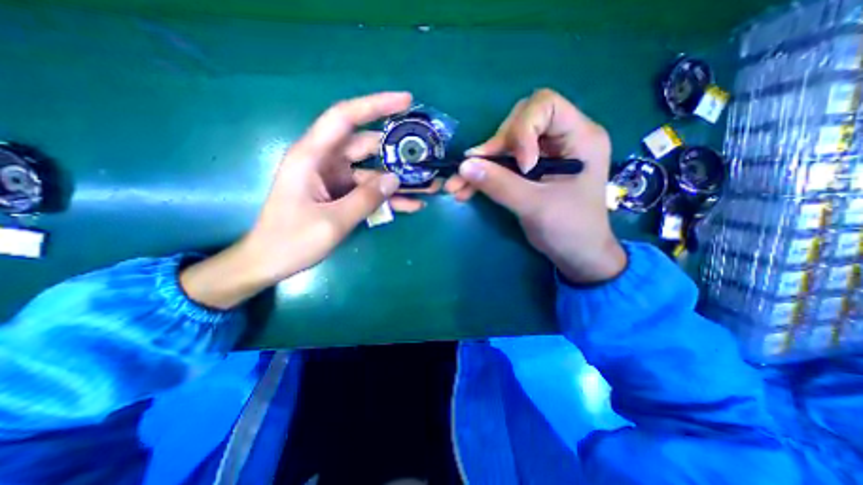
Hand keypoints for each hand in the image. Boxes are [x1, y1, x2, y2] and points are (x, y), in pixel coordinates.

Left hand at [180, 93, 412, 307]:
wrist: (271, 262)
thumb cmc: (292, 240)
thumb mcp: (332, 221)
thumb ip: (365, 199)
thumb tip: (394, 179)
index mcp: (312, 156)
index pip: (345, 117)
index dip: (375, 105)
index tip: (406, 101)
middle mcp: (325, 162)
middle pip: (367, 146)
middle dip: (397, 150)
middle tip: (426, 155)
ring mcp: (336, 180)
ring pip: (373, 172)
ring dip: (398, 179)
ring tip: (428, 186)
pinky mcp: (342, 195)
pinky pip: (370, 192)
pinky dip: (388, 198)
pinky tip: (412, 205)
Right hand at [444, 88, 627, 281]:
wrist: (576, 255)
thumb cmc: (570, 230)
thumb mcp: (536, 206)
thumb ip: (500, 184)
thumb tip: (464, 165)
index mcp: (580, 137)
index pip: (545, 105)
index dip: (523, 129)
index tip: (521, 166)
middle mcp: (561, 139)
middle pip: (519, 122)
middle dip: (494, 147)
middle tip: (476, 171)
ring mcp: (542, 155)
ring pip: (504, 145)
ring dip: (479, 165)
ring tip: (456, 186)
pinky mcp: (529, 170)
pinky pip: (501, 164)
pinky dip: (482, 176)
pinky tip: (464, 190)